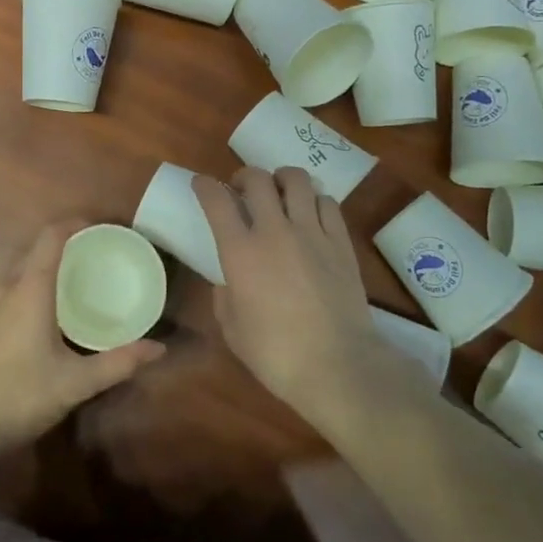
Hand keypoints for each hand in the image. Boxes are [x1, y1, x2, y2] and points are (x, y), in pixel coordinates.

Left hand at [0, 220, 164, 459]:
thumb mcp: (76, 383)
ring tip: (81, 282)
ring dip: (51, 268)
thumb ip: (118, 363)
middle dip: (69, 245)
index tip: (103, 230)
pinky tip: (52, 314)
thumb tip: (159, 348)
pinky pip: (13, 290)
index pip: (51, 236)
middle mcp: (7, 288)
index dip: (76, 224)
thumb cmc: (20, 396)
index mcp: (30, 289)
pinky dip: (35, 287)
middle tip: (101, 257)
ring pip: (23, 271)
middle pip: (38, 250)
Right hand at [192, 168, 388, 422]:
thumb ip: (224, 298)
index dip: (205, 185)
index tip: (201, 183)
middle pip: (257, 179)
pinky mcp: (340, 242)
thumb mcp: (233, 330)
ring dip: (281, 179)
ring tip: (280, 192)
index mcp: (240, 251)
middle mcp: (274, 231)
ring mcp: (311, 232)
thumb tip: (229, 282)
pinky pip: (327, 202)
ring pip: (296, 180)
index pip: (217, 201)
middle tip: (242, 189)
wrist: (338, 365)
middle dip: (244, 176)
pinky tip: (311, 213)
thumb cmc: (276, 354)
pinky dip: (314, 199)